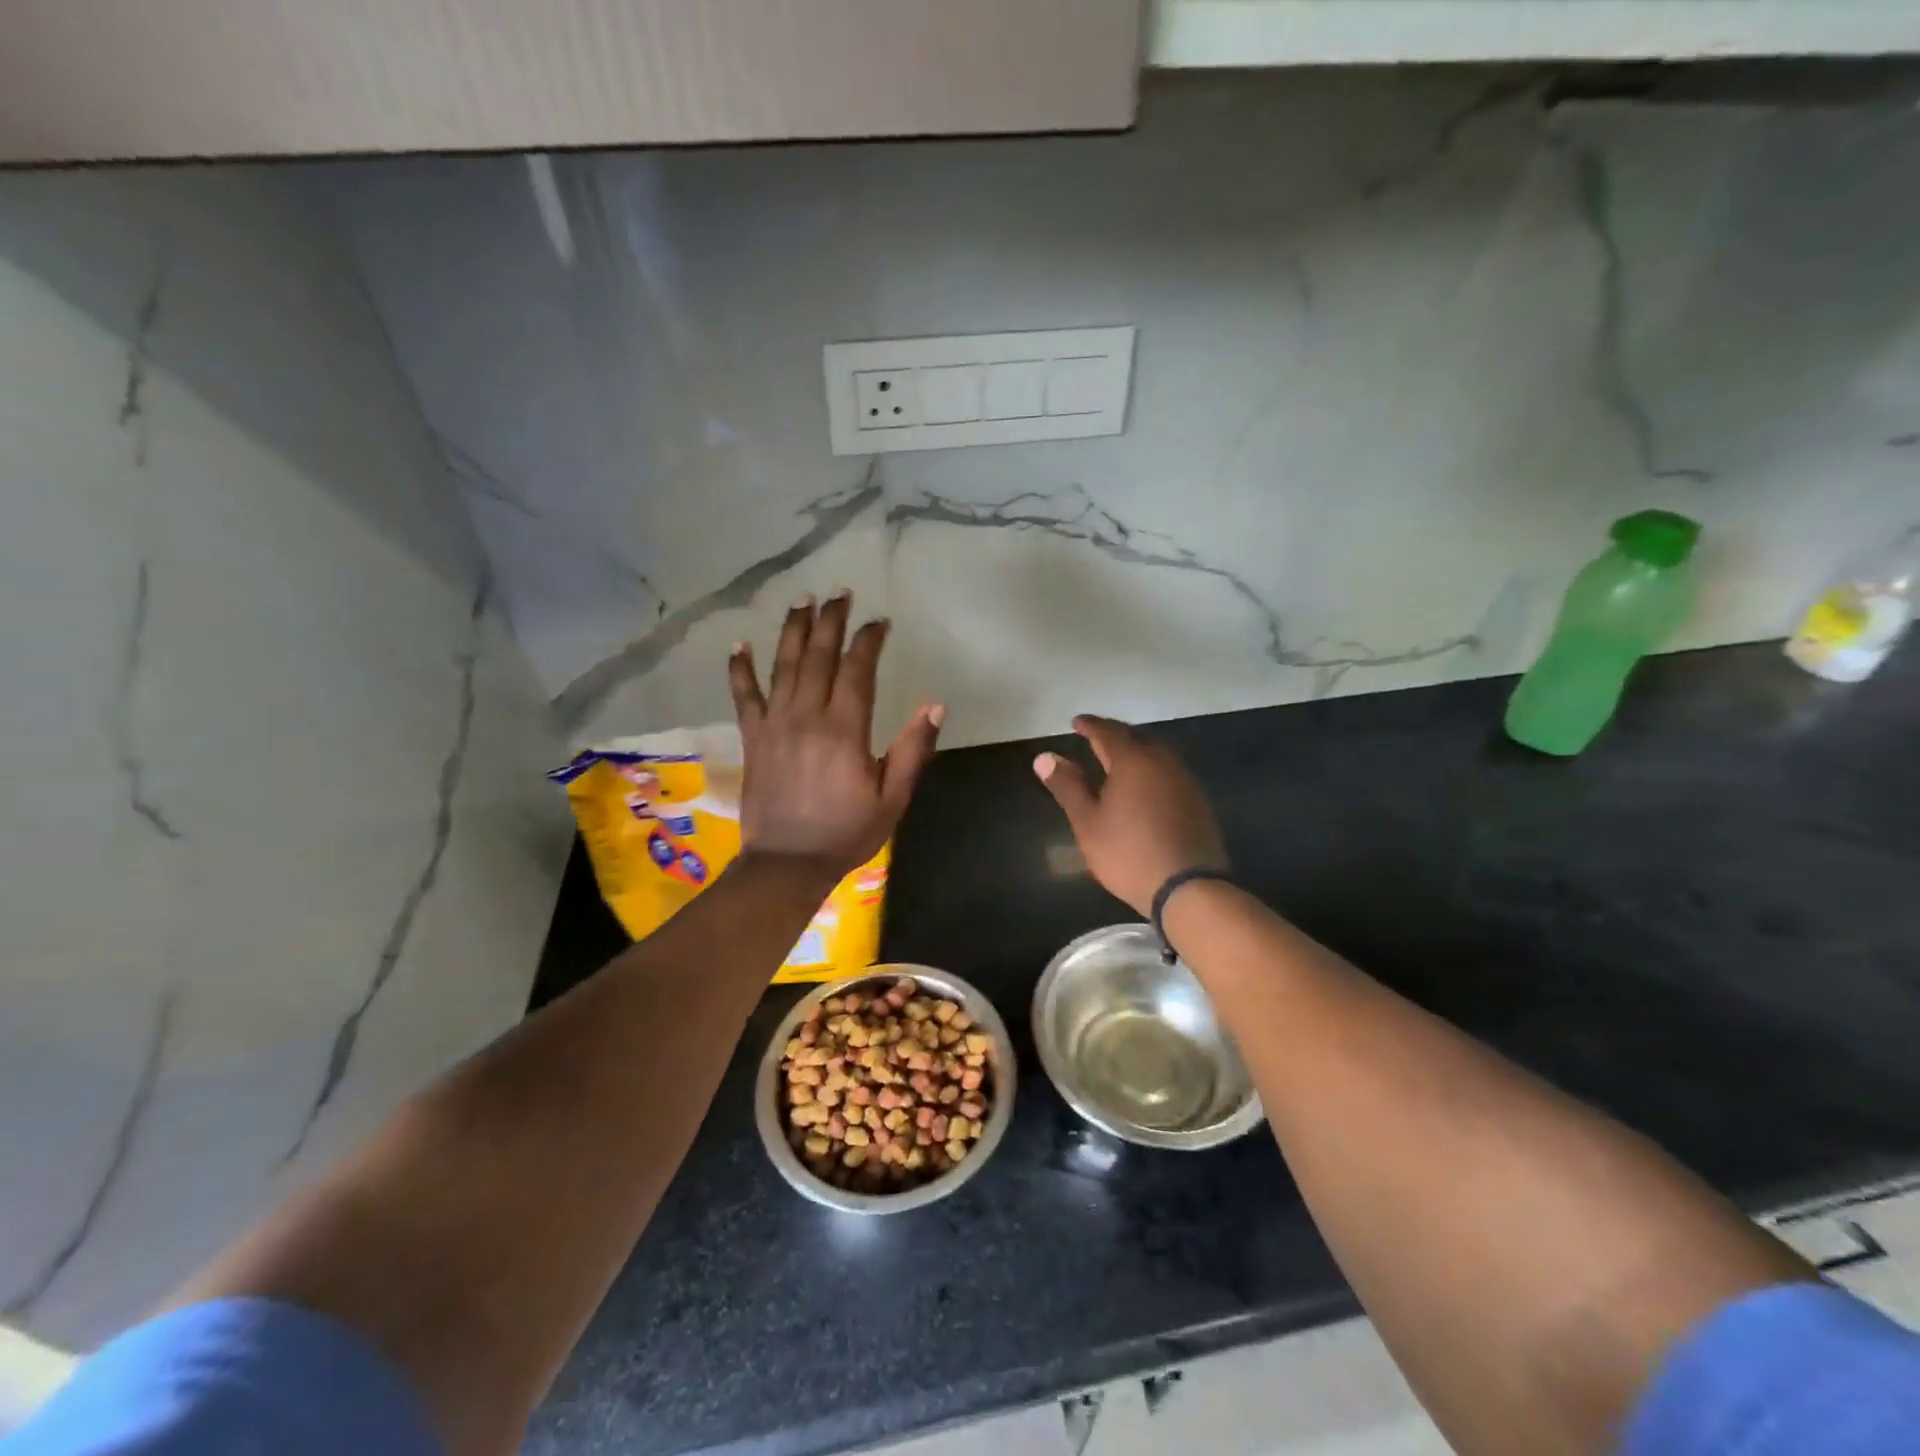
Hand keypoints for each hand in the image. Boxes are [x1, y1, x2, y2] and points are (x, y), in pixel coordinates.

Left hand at [728, 590, 941, 875]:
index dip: (869, 640)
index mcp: (845, 729)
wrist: (787, 864)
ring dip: (794, 630)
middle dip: (832, 621)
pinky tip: (739, 644)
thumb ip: (912, 751)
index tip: (879, 621)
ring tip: (802, 600)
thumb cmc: (845, 833)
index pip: (858, 669)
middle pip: (820, 656)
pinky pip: (744, 695)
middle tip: (840, 593)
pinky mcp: (753, 737)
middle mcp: (807, 715)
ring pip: (784, 665)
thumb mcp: (892, 799)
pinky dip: (740, 669)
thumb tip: (934, 706)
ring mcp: (775, 723)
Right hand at [1034, 716, 1226, 917]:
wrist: (1188, 889)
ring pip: (1157, 754)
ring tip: (1120, 759)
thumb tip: (1045, 756)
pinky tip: (1146, 787)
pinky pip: (1170, 773)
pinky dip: (1153, 771)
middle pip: (1137, 737)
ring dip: (1137, 750)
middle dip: (1115, 734)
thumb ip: (1068, 786)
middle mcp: (1162, 762)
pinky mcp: (1199, 803)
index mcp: (1133, 761)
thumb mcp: (1087, 822)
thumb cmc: (1128, 853)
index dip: (1090, 726)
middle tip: (1097, 737)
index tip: (1076, 722)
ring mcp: (1185, 782)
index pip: (1108, 732)